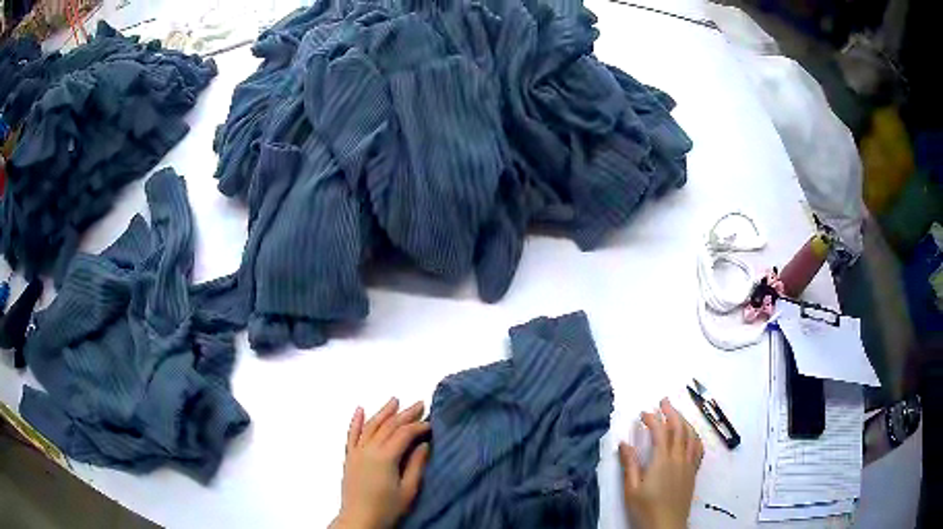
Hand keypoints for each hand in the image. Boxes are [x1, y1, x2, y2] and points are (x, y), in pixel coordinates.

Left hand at [332, 398, 430, 528]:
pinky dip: (355, 421)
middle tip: (419, 404)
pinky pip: (351, 435)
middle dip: (405, 414)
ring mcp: (356, 452)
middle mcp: (369, 449)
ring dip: (383, 412)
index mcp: (385, 457)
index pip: (404, 434)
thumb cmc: (387, 508)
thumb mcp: (408, 490)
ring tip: (394, 400)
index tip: (431, 424)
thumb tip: (423, 444)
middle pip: (388, 426)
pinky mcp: (349, 457)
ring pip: (370, 426)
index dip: (419, 426)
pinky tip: (359, 410)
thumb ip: (416, 465)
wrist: (359, 520)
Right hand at [619, 398, 703, 528]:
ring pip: (691, 436)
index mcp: (662, 461)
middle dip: (672, 412)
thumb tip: (624, 443)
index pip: (660, 432)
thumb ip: (629, 465)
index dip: (653, 419)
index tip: (643, 413)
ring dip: (684, 421)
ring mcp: (689, 465)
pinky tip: (691, 436)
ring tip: (676, 414)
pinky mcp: (693, 472)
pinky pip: (699, 448)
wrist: (666, 526)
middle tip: (664, 401)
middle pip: (679, 428)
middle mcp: (679, 458)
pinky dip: (695, 436)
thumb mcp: (632, 489)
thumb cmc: (645, 509)